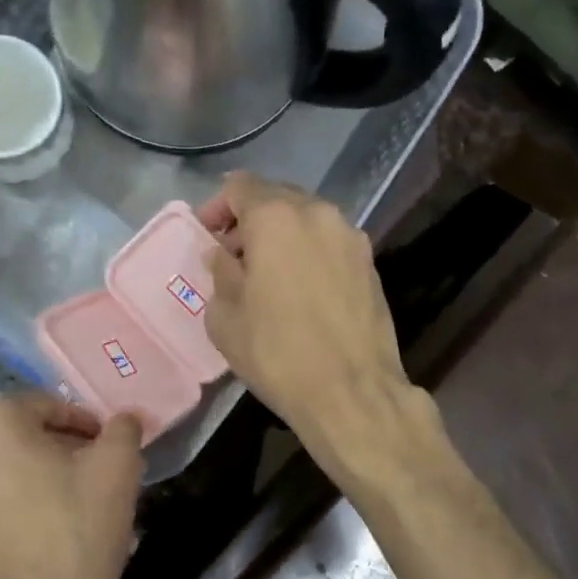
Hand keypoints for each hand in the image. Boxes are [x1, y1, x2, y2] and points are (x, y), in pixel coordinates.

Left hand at [0, 395, 142, 578]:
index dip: (83, 423)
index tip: (106, 447)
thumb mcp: (117, 471)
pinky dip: (7, 510)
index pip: (46, 405)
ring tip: (65, 509)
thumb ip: (122, 431)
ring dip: (29, 479)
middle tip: (90, 476)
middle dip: (54, 450)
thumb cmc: (74, 535)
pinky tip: (36, 537)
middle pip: (16, 436)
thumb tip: (123, 420)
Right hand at [198, 173, 417, 474]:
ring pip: (307, 220)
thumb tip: (224, 254)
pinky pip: (329, 244)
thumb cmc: (276, 353)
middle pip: (277, 198)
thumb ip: (220, 272)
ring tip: (267, 275)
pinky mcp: (371, 264)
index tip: (206, 236)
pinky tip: (299, 290)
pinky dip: (308, 253)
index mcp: (276, 217)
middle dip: (250, 220)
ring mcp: (351, 237)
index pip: (239, 186)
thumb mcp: (225, 316)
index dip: (217, 207)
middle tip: (233, 256)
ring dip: (281, 236)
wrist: (350, 392)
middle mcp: (319, 214)